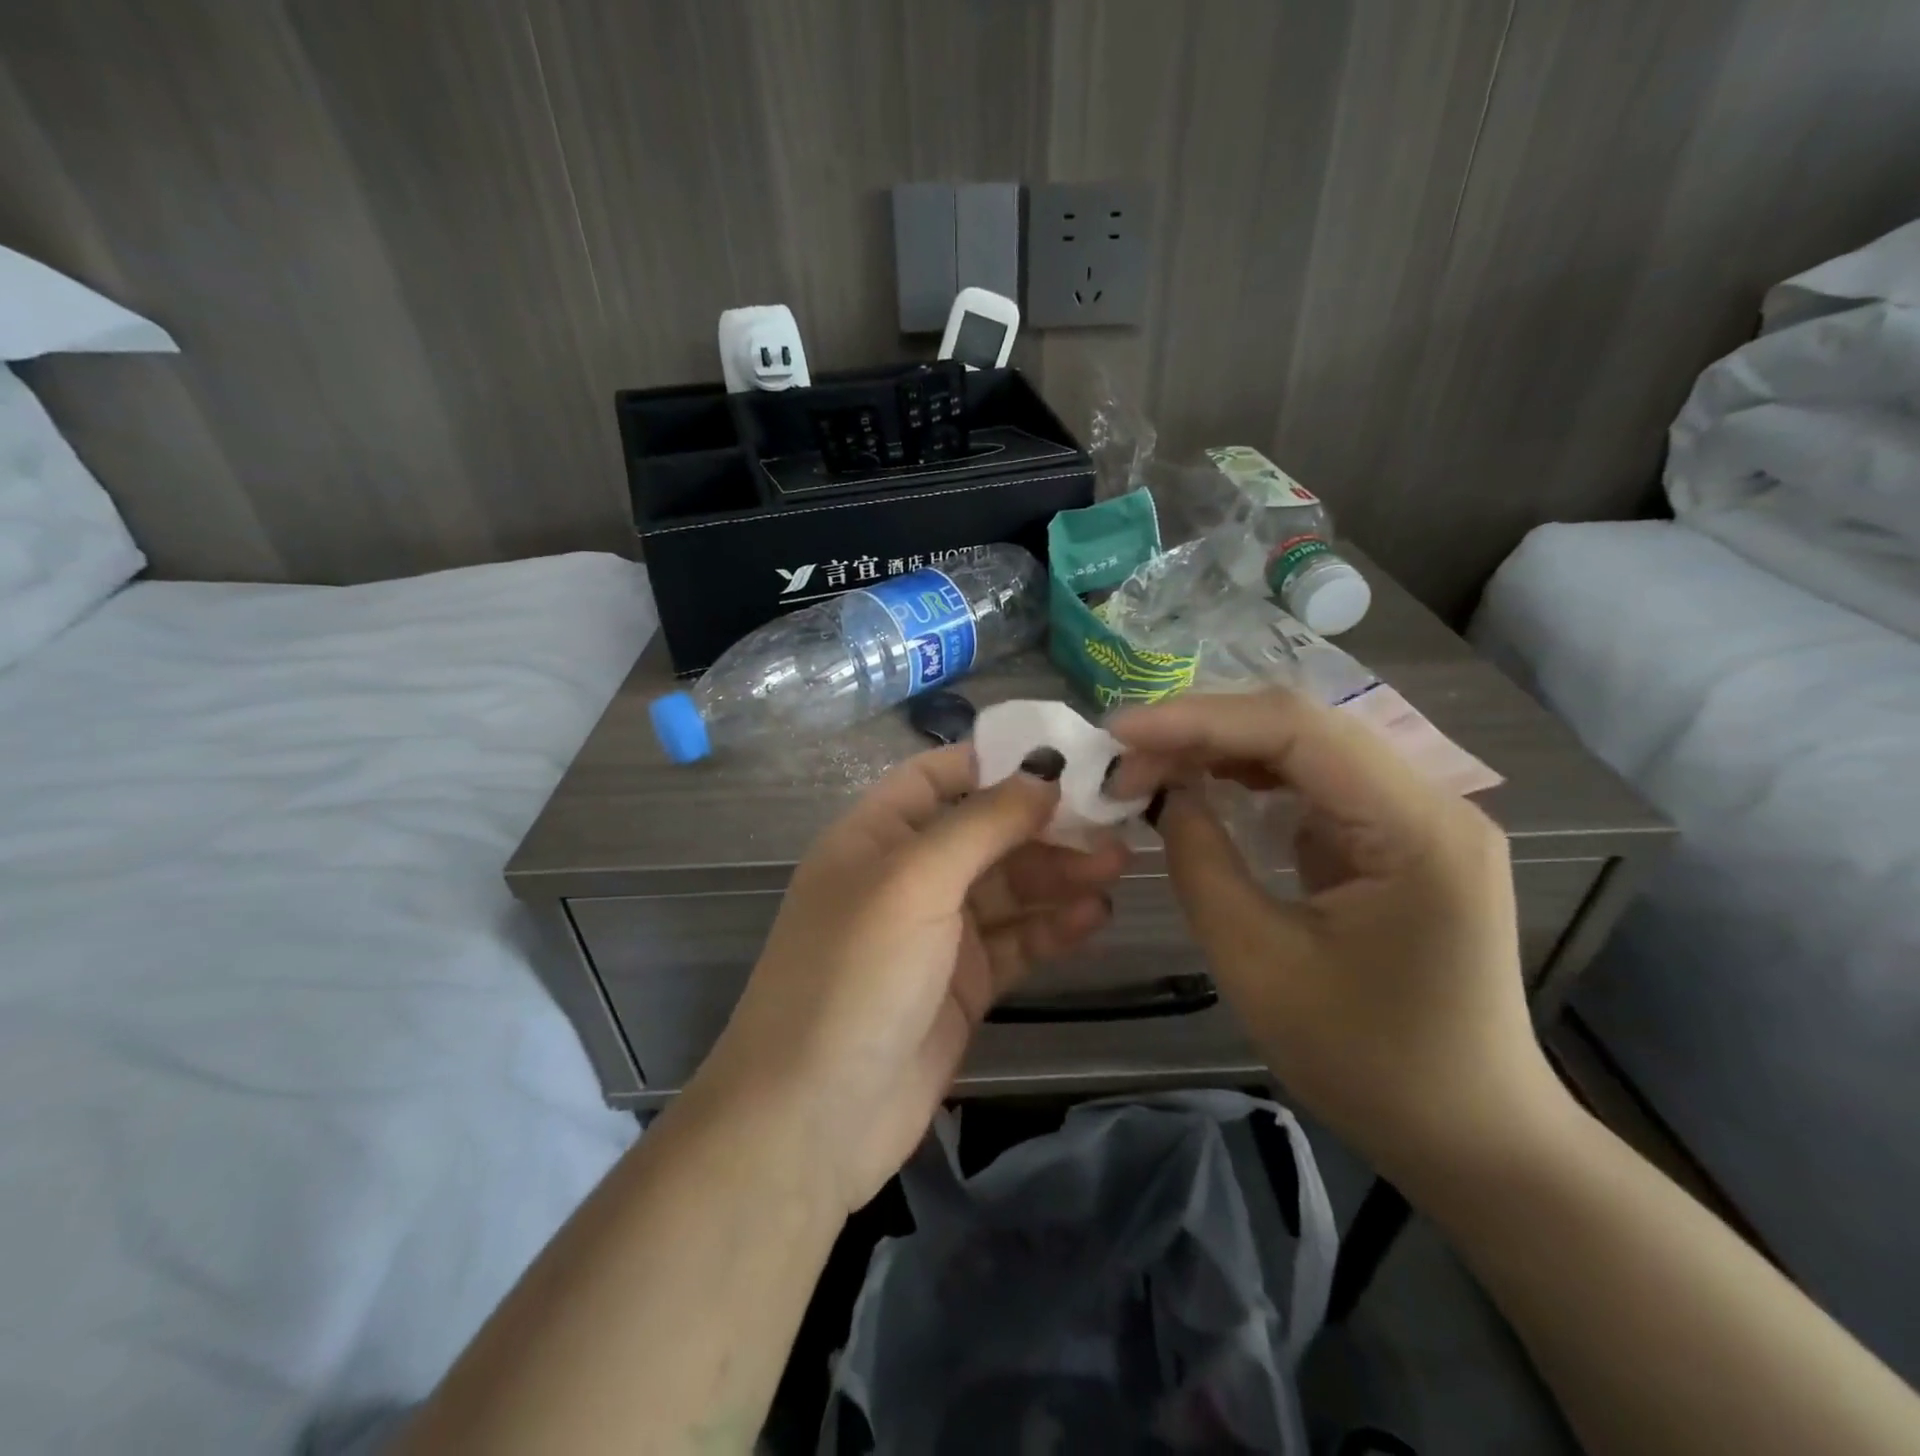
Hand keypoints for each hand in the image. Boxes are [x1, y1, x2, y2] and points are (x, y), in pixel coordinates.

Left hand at [692, 744, 1129, 1214]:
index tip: (1066, 760)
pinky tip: (1093, 918)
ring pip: (1007, 888)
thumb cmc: (855, 975)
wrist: (813, 1120)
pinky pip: (1014, 942)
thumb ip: (982, 822)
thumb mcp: (914, 881)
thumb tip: (1043, 772)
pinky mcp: (962, 986)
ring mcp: (935, 934)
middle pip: (984, 833)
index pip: (939, 775)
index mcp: (876, 835)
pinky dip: (1051, 928)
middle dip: (1044, 826)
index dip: (997, 761)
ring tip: (1116, 867)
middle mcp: (906, 877)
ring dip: (1058, 875)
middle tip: (1114, 824)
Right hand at [1109, 691, 1561, 1185]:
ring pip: (1305, 748)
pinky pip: (1315, 783)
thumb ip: (1202, 863)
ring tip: (1152, 767)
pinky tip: (1206, 787)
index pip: (1296, 730)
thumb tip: (1166, 793)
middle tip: (1126, 756)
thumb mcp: (1259, 964)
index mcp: (1417, 828)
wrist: (1470, 1134)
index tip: (1120, 732)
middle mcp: (1431, 801)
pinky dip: (1250, 779)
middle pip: (1301, 727)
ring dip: (1223, 750)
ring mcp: (1419, 816)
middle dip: (1204, 731)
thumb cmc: (1368, 1064)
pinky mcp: (1398, 837)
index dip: (1198, 720)